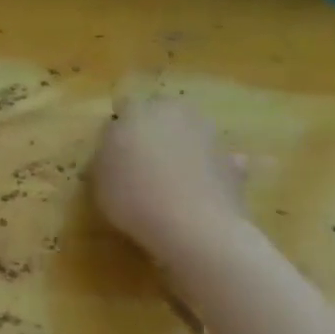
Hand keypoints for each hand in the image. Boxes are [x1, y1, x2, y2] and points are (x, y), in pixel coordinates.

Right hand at [91, 98, 246, 261]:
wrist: (194, 228)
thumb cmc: (133, 196)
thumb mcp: (99, 175)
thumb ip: (107, 152)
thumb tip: (117, 144)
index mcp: (139, 111)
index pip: (125, 105)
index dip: (119, 125)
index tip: (112, 145)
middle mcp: (176, 114)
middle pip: (163, 110)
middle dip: (154, 125)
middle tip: (142, 152)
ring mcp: (210, 137)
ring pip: (192, 130)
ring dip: (184, 142)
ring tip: (172, 172)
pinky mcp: (235, 164)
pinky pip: (217, 159)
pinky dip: (211, 167)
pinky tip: (201, 186)